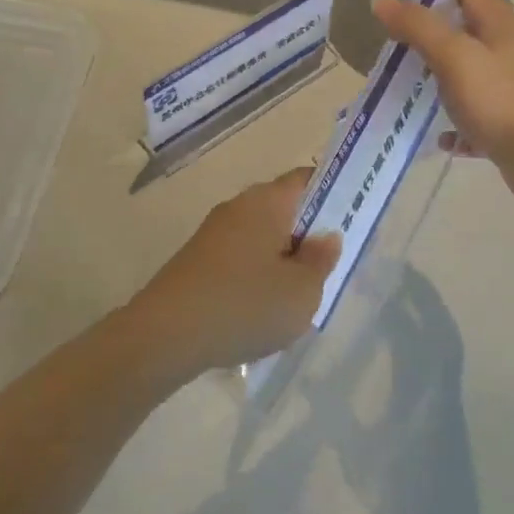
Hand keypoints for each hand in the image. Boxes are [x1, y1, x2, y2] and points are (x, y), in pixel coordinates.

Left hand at [125, 168, 340, 377]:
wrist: (165, 335)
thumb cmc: (245, 305)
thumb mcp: (302, 292)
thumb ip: (321, 260)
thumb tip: (325, 236)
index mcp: (267, 202)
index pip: (306, 179)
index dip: (332, 194)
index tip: (348, 221)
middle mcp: (238, 207)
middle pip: (284, 208)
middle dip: (307, 234)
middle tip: (326, 269)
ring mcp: (213, 233)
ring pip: (261, 236)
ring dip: (281, 258)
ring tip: (294, 297)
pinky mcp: (196, 259)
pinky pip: (239, 257)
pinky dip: (255, 275)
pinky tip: (258, 310)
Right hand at [371, 0, 513, 204]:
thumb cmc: (496, 99)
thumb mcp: (452, 56)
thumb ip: (417, 26)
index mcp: (501, 24)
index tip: (403, 14)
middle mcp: (510, 49)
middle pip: (466, 32)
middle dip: (431, 40)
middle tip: (399, 53)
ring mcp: (512, 85)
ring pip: (469, 73)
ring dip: (441, 81)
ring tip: (411, 92)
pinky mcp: (510, 118)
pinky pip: (475, 113)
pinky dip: (456, 121)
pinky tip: (440, 136)